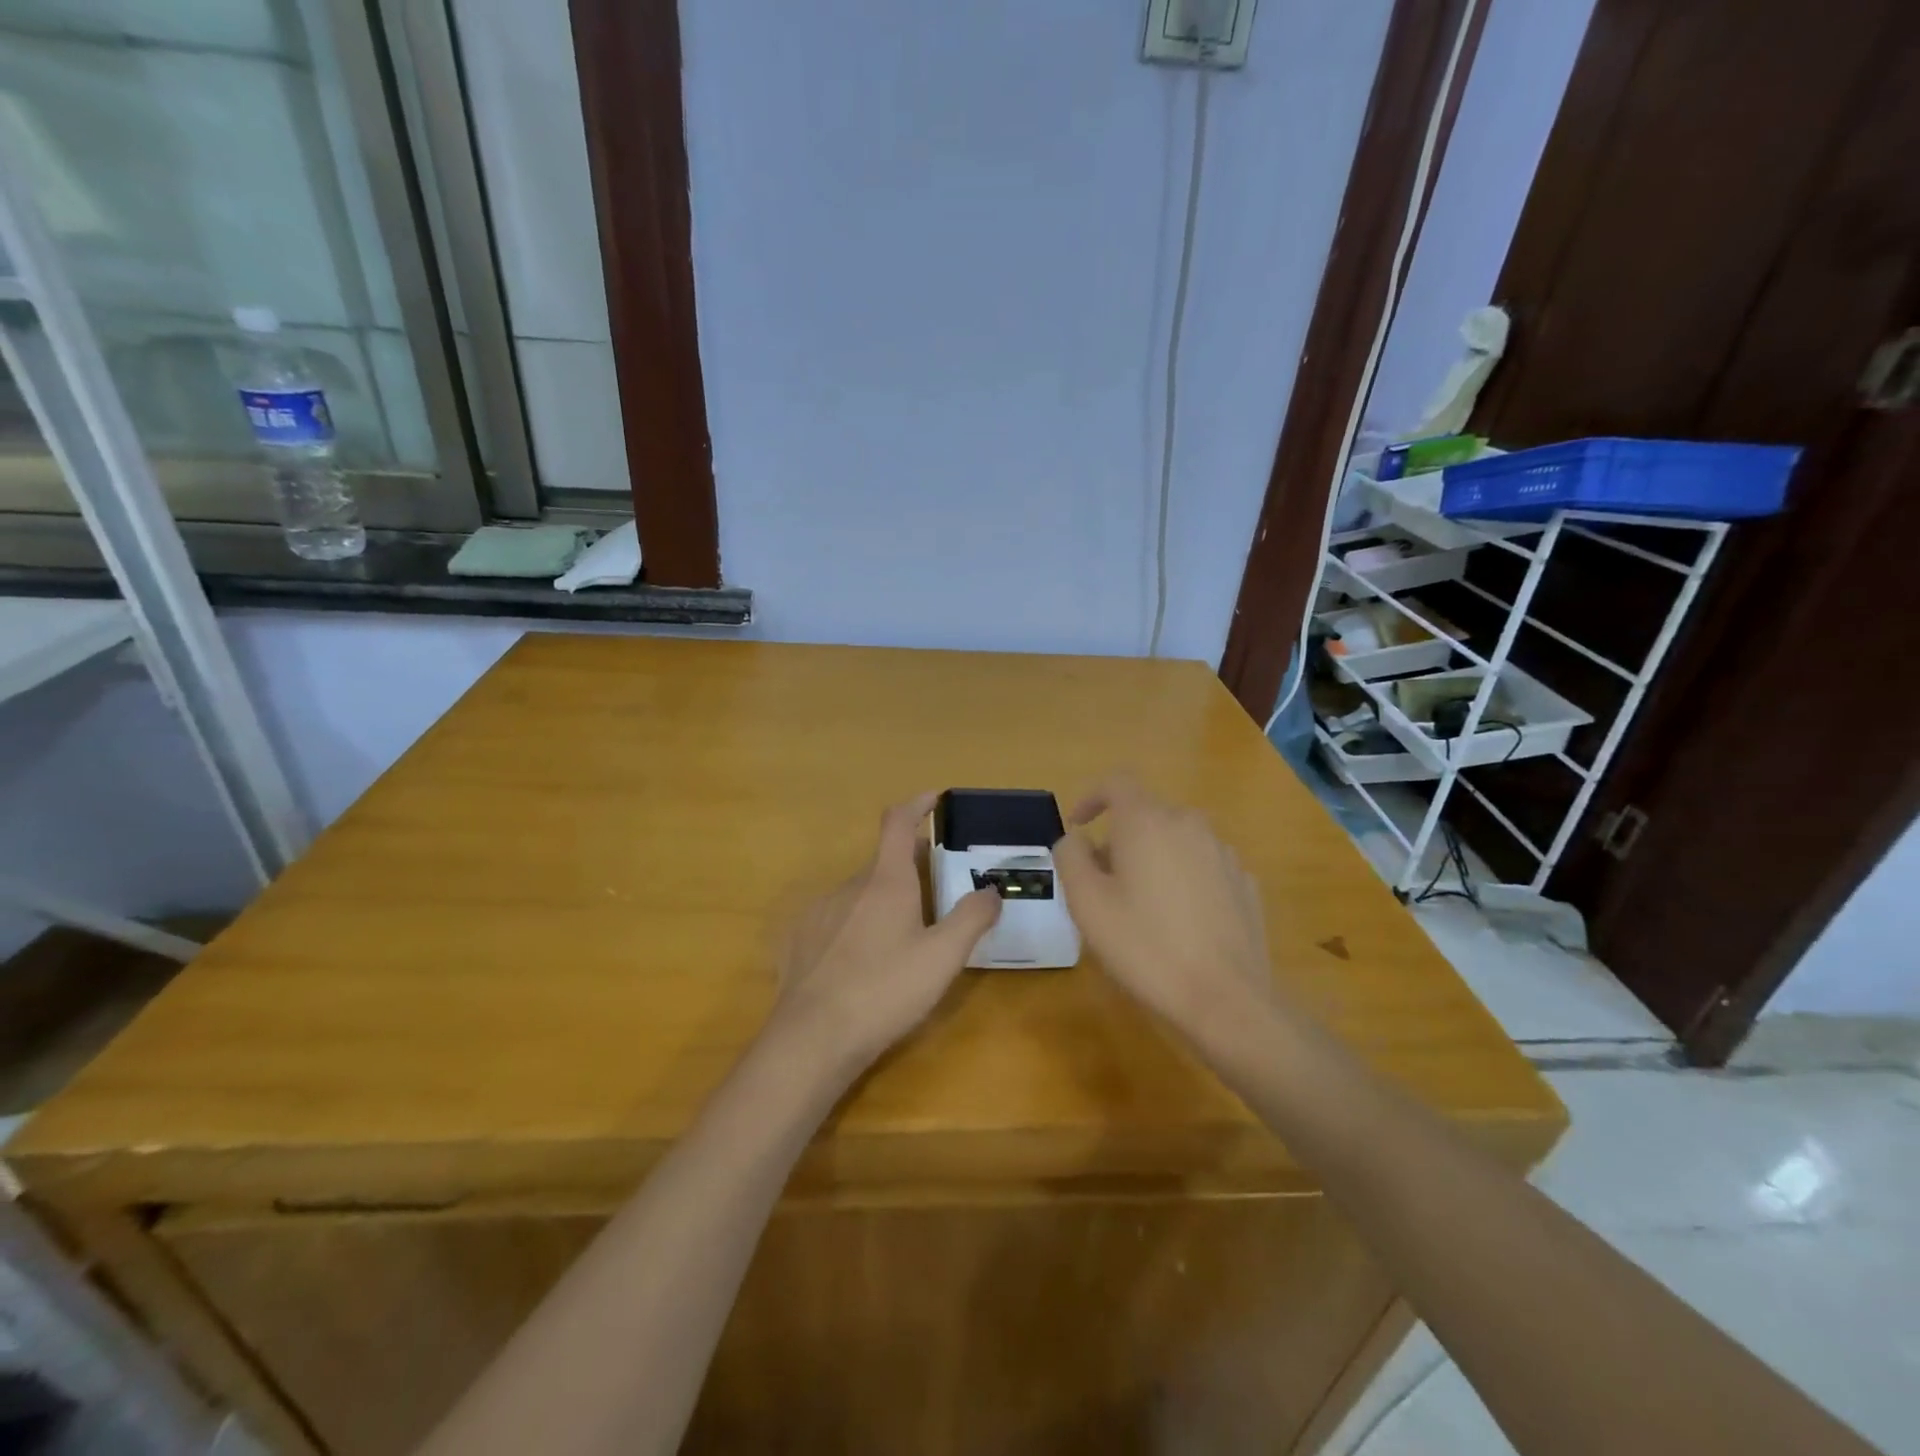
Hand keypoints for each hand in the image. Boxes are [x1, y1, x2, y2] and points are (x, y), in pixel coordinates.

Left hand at [770, 792, 1001, 1070]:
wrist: (813, 1038)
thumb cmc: (885, 990)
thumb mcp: (943, 957)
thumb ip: (972, 918)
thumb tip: (992, 890)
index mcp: (886, 882)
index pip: (898, 822)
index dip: (917, 804)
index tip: (934, 798)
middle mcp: (849, 886)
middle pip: (882, 862)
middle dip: (909, 866)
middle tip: (935, 888)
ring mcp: (819, 912)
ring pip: (859, 894)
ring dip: (882, 900)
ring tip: (901, 935)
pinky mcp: (800, 940)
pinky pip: (835, 920)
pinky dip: (855, 926)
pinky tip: (862, 961)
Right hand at [1053, 776, 1277, 1048]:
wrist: (1226, 998)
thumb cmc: (1145, 945)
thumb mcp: (1086, 903)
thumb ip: (1071, 857)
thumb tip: (1077, 840)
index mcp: (1147, 821)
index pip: (1116, 783)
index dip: (1091, 797)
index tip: (1078, 826)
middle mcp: (1189, 824)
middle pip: (1146, 815)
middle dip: (1119, 839)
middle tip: (1102, 883)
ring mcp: (1223, 853)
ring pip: (1175, 841)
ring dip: (1152, 859)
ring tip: (1141, 907)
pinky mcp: (1244, 883)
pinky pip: (1202, 866)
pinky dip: (1183, 879)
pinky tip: (1179, 923)